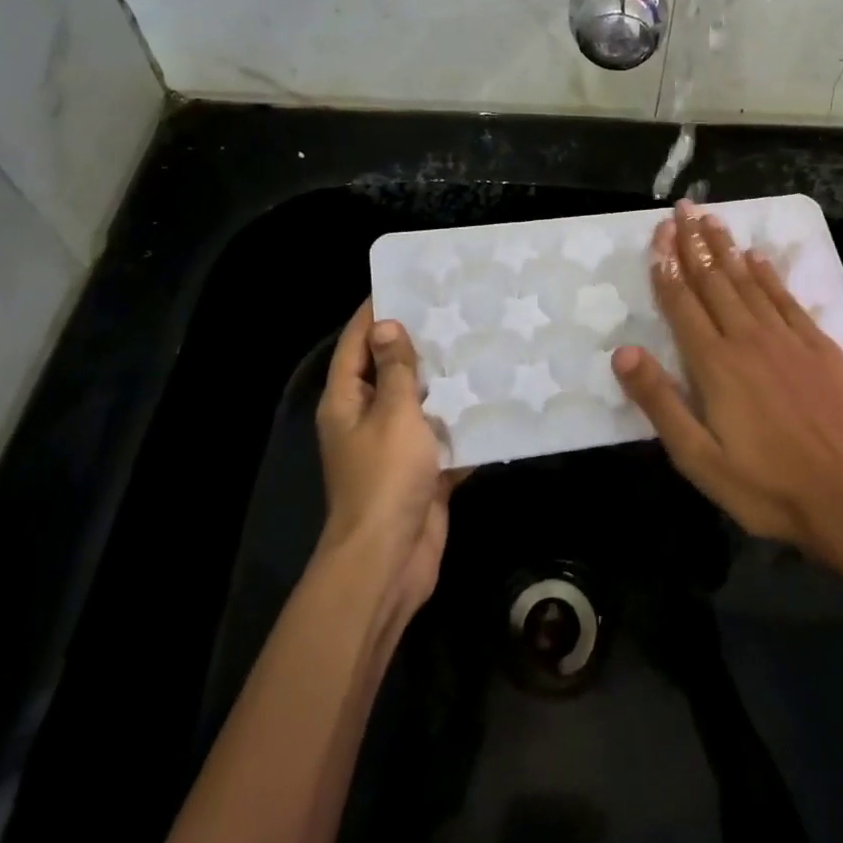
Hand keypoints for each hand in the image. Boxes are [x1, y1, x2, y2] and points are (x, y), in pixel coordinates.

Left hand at [315, 301, 459, 620]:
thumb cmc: (385, 478)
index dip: (376, 312)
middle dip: (419, 344)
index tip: (407, 283)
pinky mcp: (422, 471)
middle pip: (390, 370)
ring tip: (481, 346)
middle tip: (457, 311)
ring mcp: (394, 447)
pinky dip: (463, 424)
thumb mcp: (393, 414)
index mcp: (347, 400)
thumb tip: (386, 326)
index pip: (356, 342)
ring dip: (446, 382)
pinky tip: (494, 400)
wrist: (390, 560)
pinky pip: (443, 437)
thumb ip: (396, 370)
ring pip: (421, 403)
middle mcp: (366, 418)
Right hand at [612, 202, 842, 571]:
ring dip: (727, 248)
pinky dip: (769, 274)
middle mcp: (748, 339)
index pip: (683, 304)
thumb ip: (659, 402)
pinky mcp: (819, 346)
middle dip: (694, 243)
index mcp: (715, 364)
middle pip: (714, 281)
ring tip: (711, 219)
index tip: (659, 234)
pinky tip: (758, 257)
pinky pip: (787, 298)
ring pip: (749, 281)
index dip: (667, 267)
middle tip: (682, 208)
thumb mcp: (698, 458)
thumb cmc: (765, 486)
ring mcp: (787, 339)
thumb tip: (623, 352)